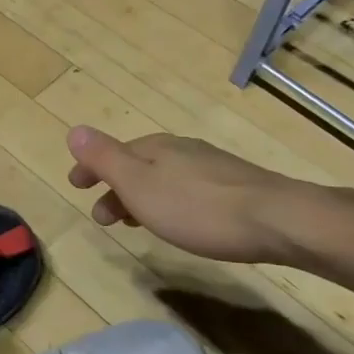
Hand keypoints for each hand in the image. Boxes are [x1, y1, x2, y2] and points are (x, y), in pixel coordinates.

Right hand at [66, 126, 303, 264]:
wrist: (279, 220)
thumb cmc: (198, 207)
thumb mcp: (139, 184)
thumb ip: (105, 158)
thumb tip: (74, 130)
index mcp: (154, 147)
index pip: (112, 151)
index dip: (90, 168)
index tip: (75, 186)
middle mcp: (181, 150)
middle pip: (137, 164)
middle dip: (114, 187)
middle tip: (103, 218)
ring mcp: (210, 167)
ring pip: (162, 177)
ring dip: (140, 197)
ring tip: (135, 223)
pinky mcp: (234, 187)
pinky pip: (185, 188)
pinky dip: (167, 201)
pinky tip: (179, 220)